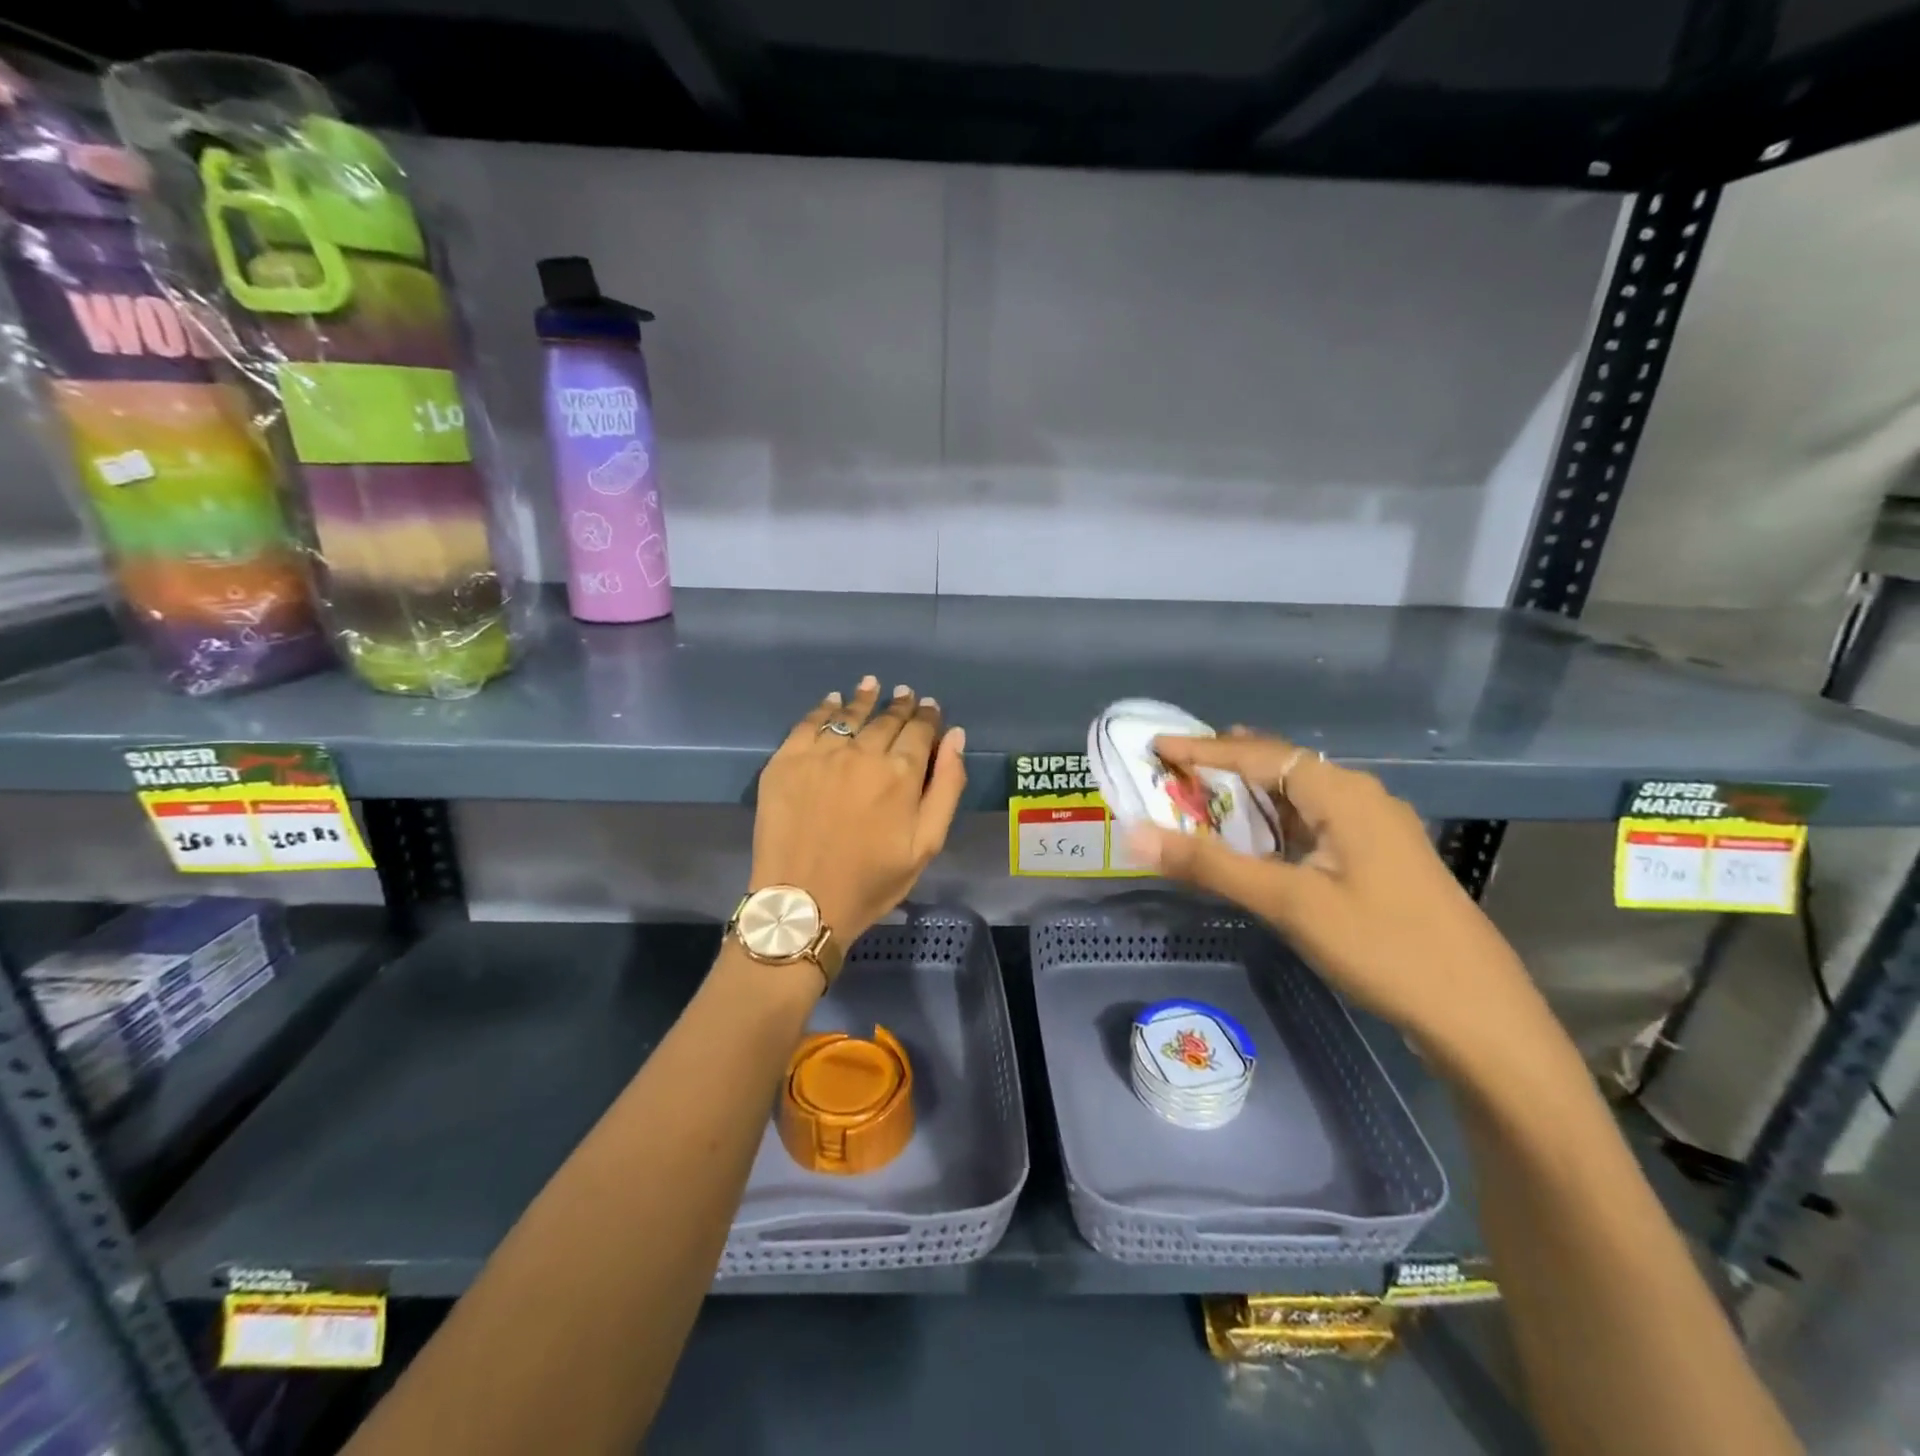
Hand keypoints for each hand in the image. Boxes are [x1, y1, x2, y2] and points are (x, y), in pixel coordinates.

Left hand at [750, 677, 966, 944]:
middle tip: (905, 693)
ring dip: (865, 698)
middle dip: (900, 705)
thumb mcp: (926, 844)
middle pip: (886, 719)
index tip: (929, 707)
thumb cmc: (871, 881)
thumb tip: (956, 737)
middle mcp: (862, 753)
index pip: (919, 731)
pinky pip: (809, 722)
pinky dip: (825, 708)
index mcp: (901, 774)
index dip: (927, 716)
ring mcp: (821, 754)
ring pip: (849, 714)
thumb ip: (947, 787)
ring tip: (873, 685)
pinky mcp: (786, 760)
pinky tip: (833, 700)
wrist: (803, 902)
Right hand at [1127, 732, 1549, 1071]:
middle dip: (1226, 764)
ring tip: (1205, 794)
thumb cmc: (1382, 947)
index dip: (1202, 749)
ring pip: (1300, 797)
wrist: (1479, 1015)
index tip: (1155, 746)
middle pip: (1281, 767)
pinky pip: (1315, 823)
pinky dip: (1275, 823)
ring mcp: (1376, 830)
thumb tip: (1136, 834)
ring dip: (1251, 795)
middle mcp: (1361, 798)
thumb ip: (1211, 866)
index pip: (1258, 755)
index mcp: (1343, 794)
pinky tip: (1259, 840)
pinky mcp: (1380, 860)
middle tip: (1175, 767)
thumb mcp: (1289, 904)